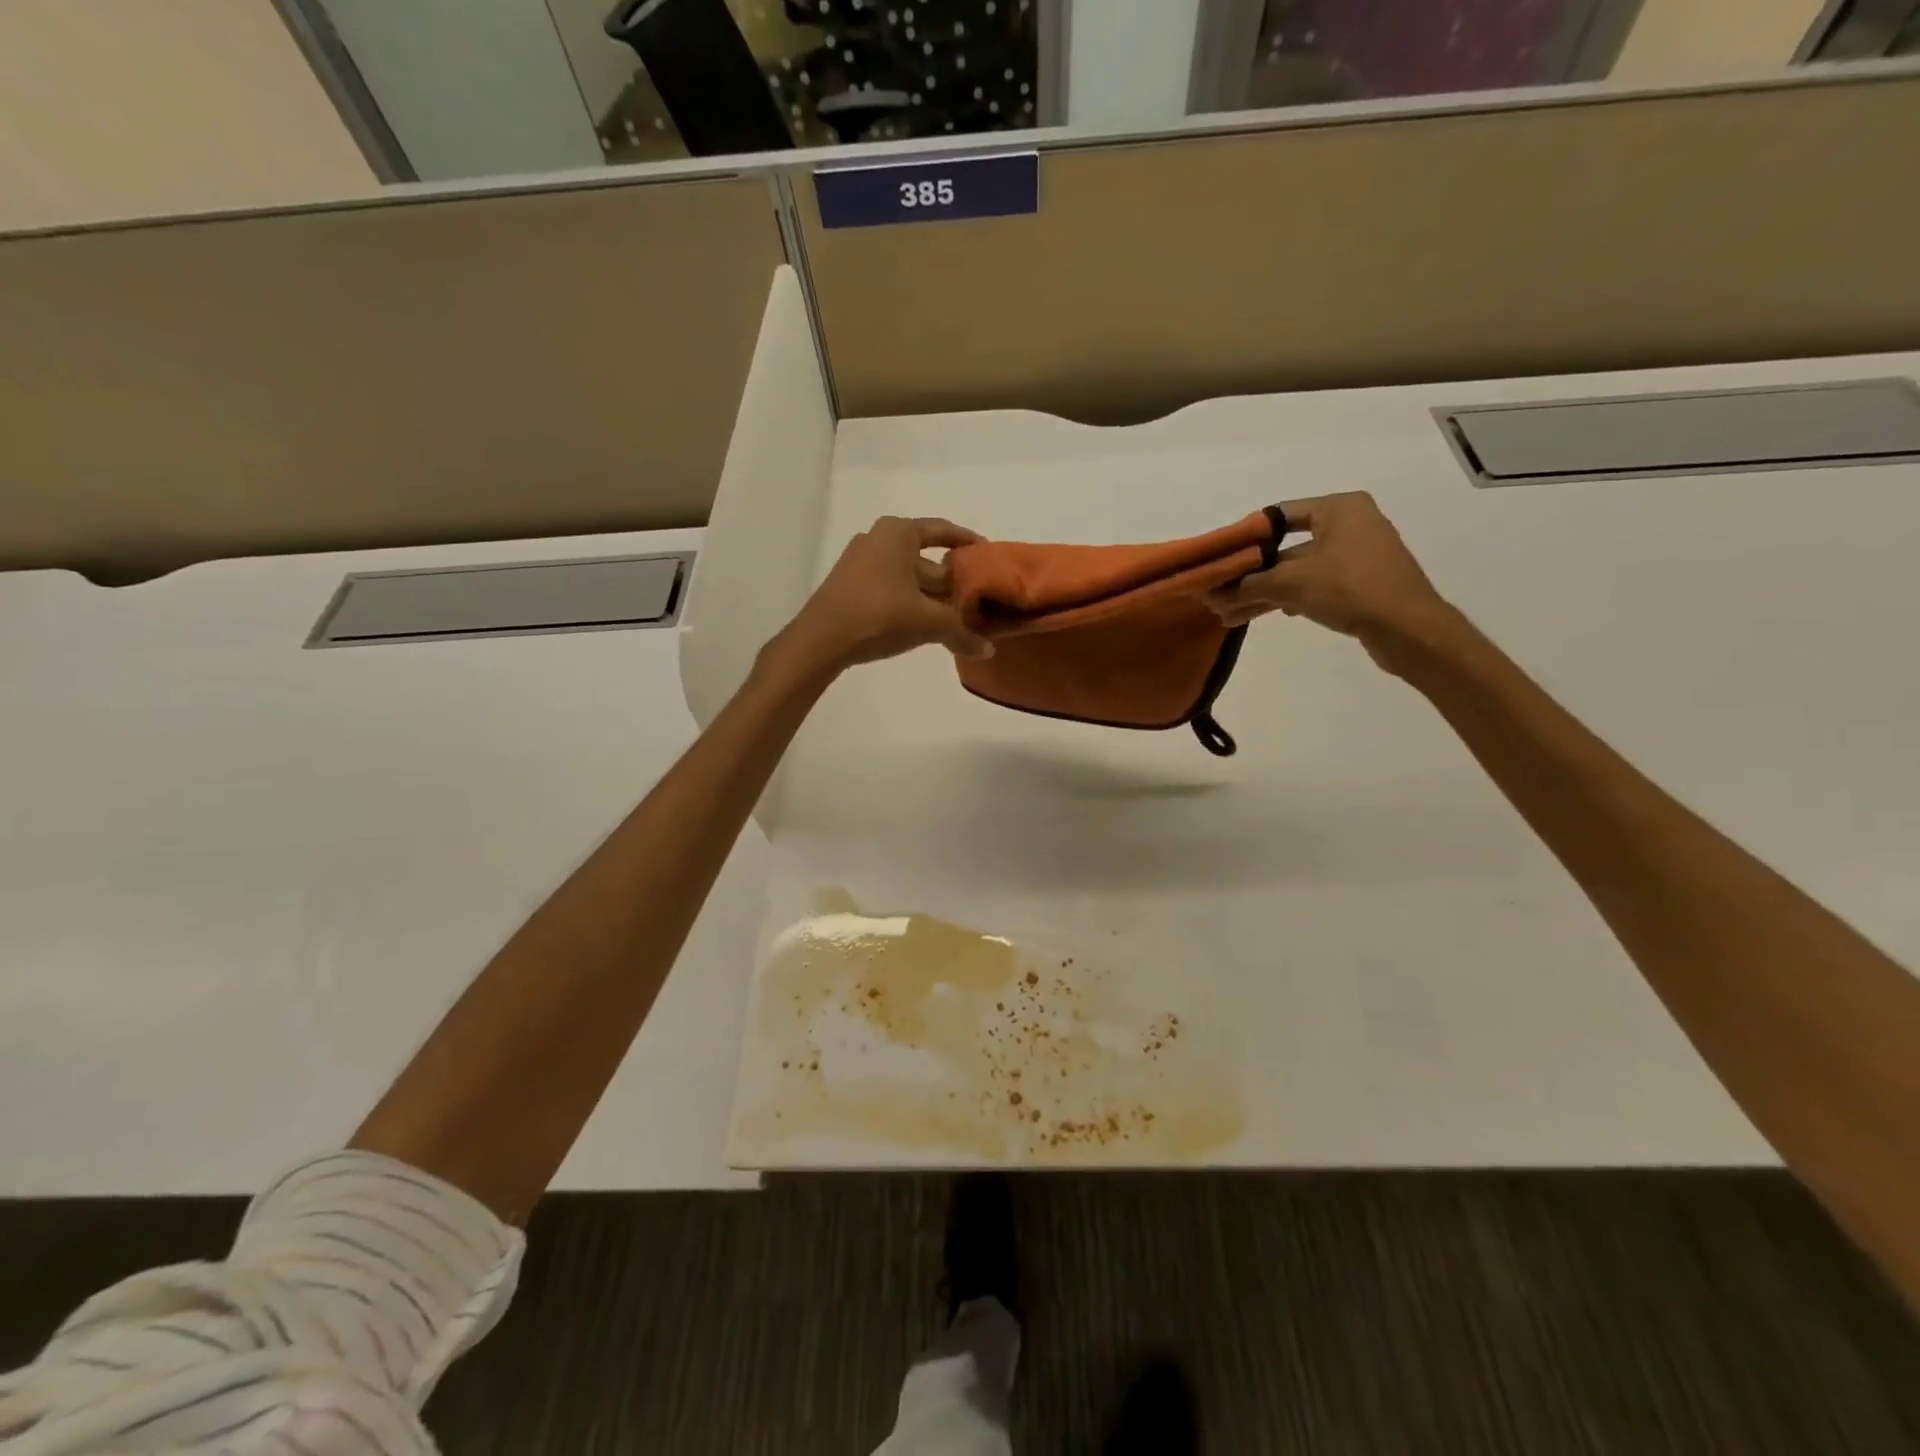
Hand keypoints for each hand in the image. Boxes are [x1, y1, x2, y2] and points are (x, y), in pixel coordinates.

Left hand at [777, 515, 994, 675]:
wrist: (821, 640)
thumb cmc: (879, 616)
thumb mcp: (928, 623)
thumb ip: (961, 633)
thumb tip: (988, 650)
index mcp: (898, 533)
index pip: (942, 530)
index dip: (967, 542)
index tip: (986, 553)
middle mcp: (878, 539)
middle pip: (926, 557)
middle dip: (950, 580)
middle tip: (976, 599)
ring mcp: (860, 562)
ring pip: (907, 576)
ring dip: (931, 596)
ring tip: (955, 617)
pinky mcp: (850, 585)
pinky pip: (891, 588)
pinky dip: (910, 602)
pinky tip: (924, 625)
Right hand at [1206, 493, 1455, 671]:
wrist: (1409, 629)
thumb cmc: (1350, 589)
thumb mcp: (1291, 583)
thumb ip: (1249, 585)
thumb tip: (1215, 595)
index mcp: (1339, 508)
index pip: (1279, 515)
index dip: (1246, 538)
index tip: (1221, 560)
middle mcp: (1349, 524)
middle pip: (1285, 547)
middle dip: (1251, 574)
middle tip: (1220, 593)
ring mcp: (1356, 555)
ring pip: (1297, 571)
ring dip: (1264, 592)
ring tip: (1231, 614)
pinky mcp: (1359, 583)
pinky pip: (1313, 585)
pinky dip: (1288, 598)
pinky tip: (1264, 614)